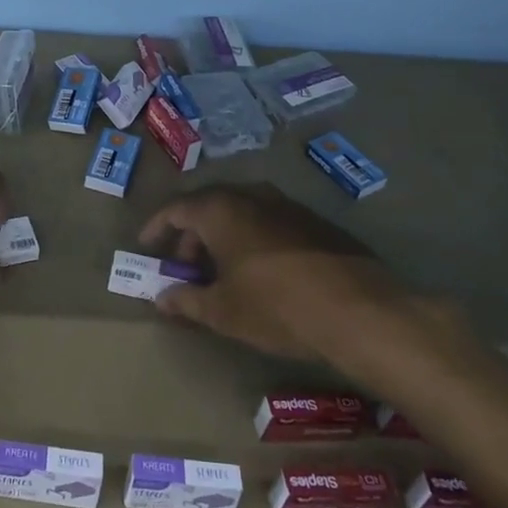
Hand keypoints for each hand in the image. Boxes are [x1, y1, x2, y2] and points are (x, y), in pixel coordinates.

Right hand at [138, 183, 416, 367]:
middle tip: (185, 267)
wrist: (360, 311)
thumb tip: (161, 297)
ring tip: (222, 273)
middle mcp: (252, 196)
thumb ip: (186, 300)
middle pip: (209, 207)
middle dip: (191, 236)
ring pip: (242, 214)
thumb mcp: (222, 311)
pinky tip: (261, 273)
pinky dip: (253, 241)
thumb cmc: (276, 306)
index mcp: (221, 210)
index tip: (147, 247)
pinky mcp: (316, 223)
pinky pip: (270, 223)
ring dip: (224, 238)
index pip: (176, 208)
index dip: (157, 227)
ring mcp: (288, 206)